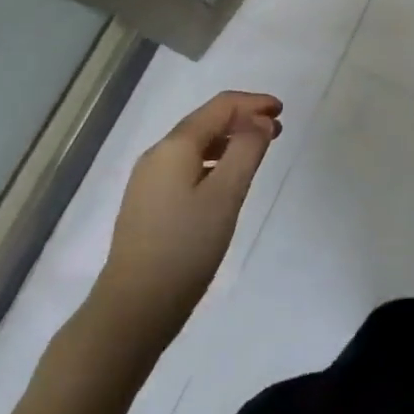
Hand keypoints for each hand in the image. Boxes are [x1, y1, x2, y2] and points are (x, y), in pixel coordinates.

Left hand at [98, 91, 282, 347]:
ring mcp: (148, 181)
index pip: (220, 106)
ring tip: (257, 153)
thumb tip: (259, 121)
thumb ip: (247, 150)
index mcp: (175, 146)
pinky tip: (226, 181)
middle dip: (243, 120)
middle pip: (206, 121)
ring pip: (195, 145)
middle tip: (277, 132)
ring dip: (230, 141)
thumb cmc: (185, 248)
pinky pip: (186, 167)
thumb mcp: (226, 195)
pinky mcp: (147, 205)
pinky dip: (214, 161)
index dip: (253, 103)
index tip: (282, 112)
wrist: (132, 311)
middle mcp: (157, 155)